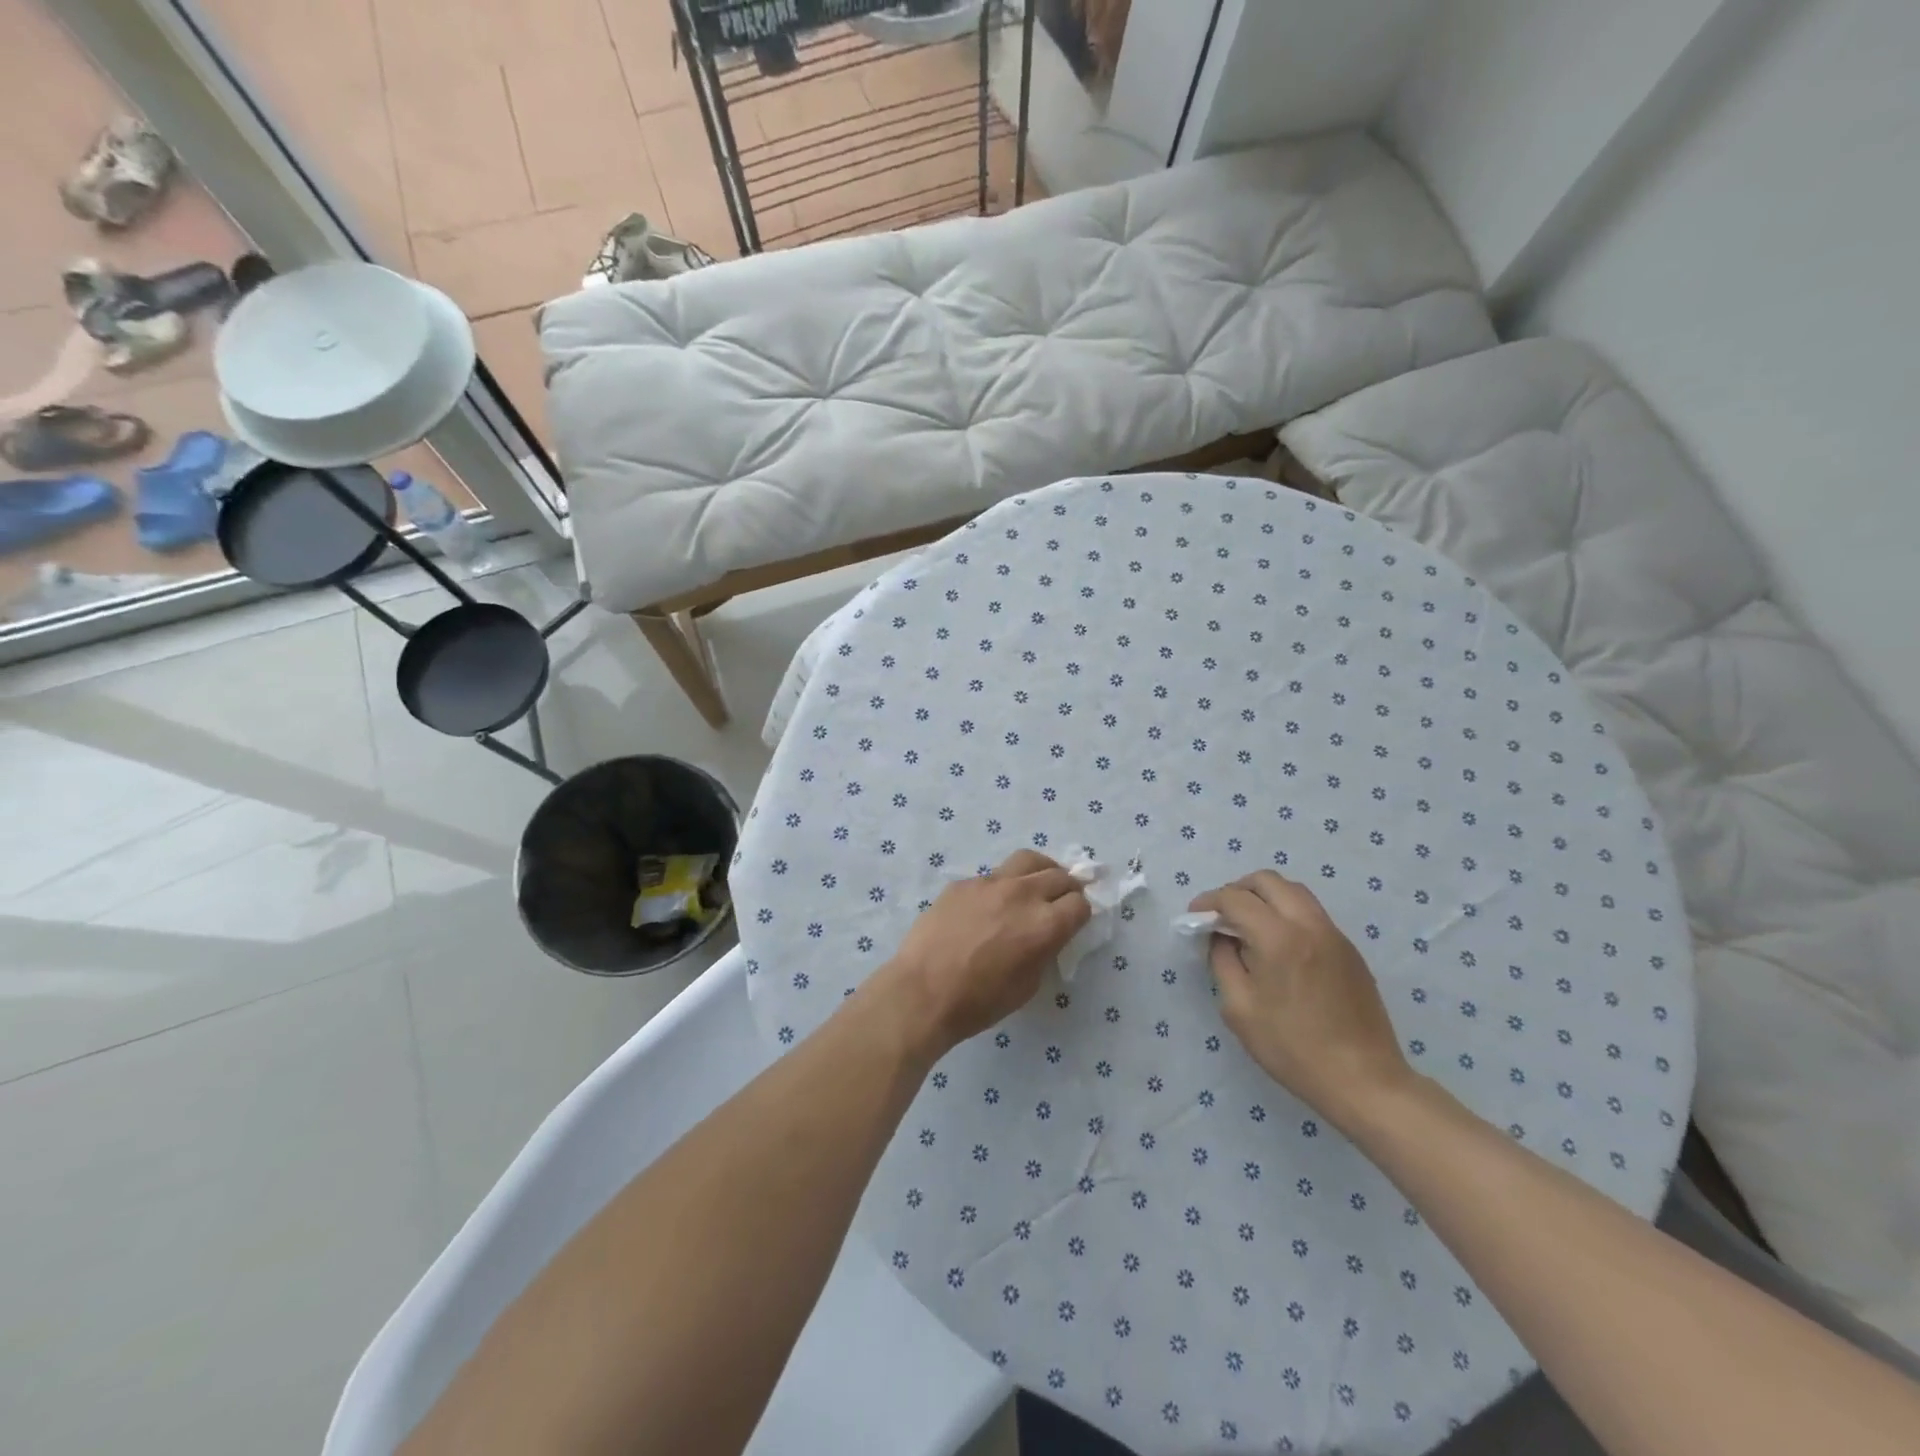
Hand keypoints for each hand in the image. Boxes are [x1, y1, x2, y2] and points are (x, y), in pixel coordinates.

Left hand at [881, 850, 1090, 1055]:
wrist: (922, 991)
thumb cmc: (979, 1001)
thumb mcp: (1028, 985)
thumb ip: (1044, 951)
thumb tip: (1046, 935)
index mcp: (1045, 925)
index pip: (1080, 904)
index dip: (1081, 913)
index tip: (1075, 921)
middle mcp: (1023, 895)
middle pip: (1059, 876)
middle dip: (1067, 888)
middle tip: (1062, 900)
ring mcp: (990, 883)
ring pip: (1028, 861)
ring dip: (1041, 871)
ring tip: (1038, 883)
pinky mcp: (964, 883)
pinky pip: (993, 876)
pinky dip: (1003, 885)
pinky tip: (991, 905)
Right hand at [1190, 871, 1411, 1130]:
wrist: (1363, 1080)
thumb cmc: (1292, 1048)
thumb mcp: (1239, 1009)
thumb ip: (1222, 961)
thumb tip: (1220, 936)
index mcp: (1278, 937)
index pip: (1235, 898)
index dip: (1208, 902)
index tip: (1194, 917)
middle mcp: (1308, 924)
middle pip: (1267, 880)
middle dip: (1237, 890)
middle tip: (1220, 915)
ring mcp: (1334, 934)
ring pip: (1293, 891)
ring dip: (1264, 897)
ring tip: (1247, 925)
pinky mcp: (1349, 949)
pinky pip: (1311, 913)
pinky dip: (1286, 913)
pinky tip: (1277, 945)